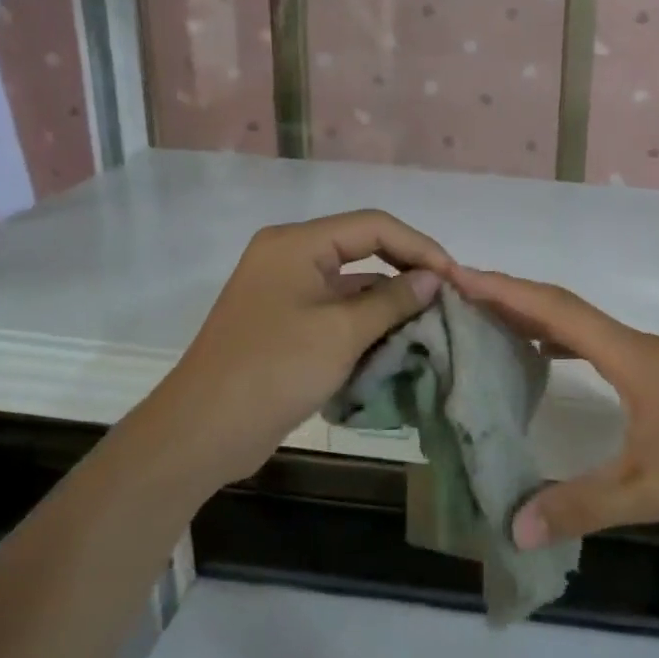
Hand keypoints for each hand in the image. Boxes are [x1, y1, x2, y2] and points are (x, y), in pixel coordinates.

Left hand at [151, 211, 453, 488]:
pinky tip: (397, 342)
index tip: (454, 277)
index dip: (419, 247)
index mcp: (297, 244)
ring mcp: (286, 292)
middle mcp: (290, 257)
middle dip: (406, 272)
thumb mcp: (342, 332)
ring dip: (389, 301)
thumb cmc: (275, 370)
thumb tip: (433, 279)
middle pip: (363, 249)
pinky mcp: (286, 324)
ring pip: (352, 284)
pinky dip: (367, 323)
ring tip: (431, 322)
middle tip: (446, 298)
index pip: (374, 226)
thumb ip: (393, 300)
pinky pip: (336, 311)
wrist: (204, 431)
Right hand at [453, 267, 658, 547]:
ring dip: (539, 319)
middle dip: (512, 298)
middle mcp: (640, 348)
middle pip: (566, 309)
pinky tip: (553, 361)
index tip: (457, 275)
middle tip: (460, 296)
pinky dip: (567, 344)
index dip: (504, 290)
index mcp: (630, 355)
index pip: (555, 310)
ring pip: (586, 329)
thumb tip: (513, 525)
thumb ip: (581, 506)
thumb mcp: (651, 490)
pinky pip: (603, 349)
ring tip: (493, 322)